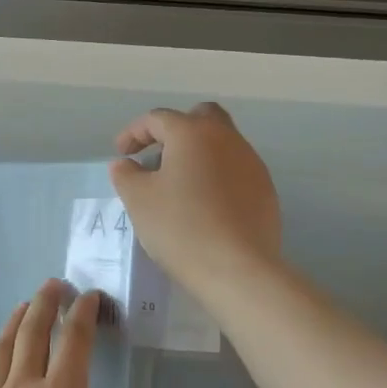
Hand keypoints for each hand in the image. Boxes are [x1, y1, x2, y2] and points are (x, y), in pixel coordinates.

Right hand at [109, 102, 282, 300]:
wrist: (237, 269)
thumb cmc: (180, 227)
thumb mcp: (138, 199)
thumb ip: (126, 174)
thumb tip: (127, 164)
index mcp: (193, 133)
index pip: (157, 119)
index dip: (134, 133)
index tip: (121, 154)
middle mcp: (227, 138)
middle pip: (200, 118)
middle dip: (175, 131)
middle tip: (157, 156)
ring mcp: (251, 163)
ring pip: (220, 144)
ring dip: (197, 154)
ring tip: (178, 184)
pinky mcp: (265, 190)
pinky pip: (234, 170)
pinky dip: (215, 176)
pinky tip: (203, 205)